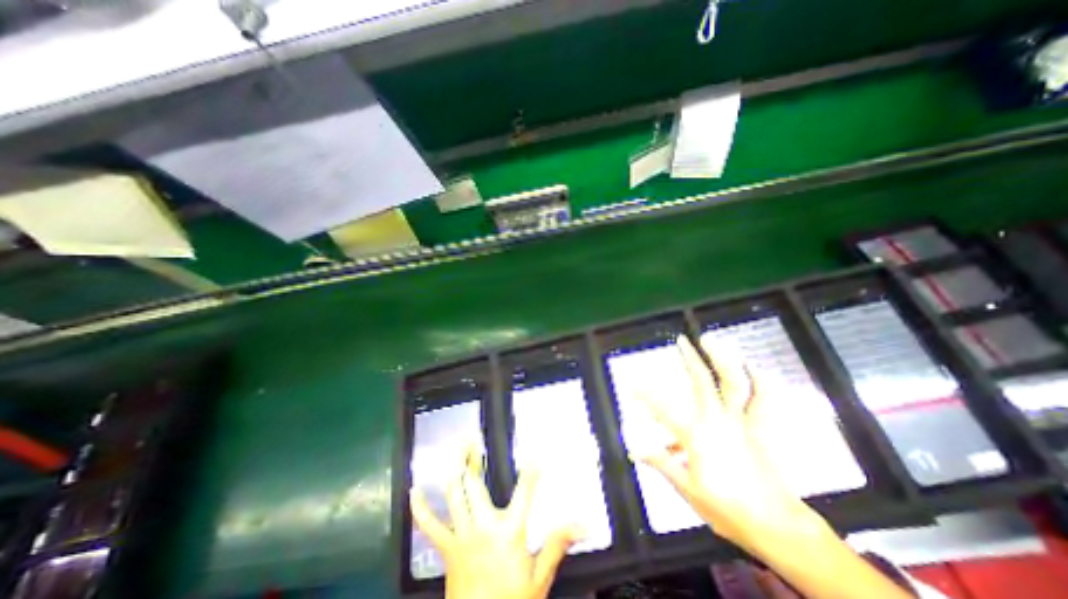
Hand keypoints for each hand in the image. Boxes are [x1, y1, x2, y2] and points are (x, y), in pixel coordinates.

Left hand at [410, 442, 582, 598]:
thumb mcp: (539, 576)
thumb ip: (557, 544)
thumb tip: (582, 524)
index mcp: (509, 531)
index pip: (524, 491)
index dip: (531, 471)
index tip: (535, 454)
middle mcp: (483, 526)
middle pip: (475, 484)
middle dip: (473, 457)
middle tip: (472, 437)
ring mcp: (462, 535)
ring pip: (454, 494)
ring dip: (454, 468)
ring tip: (455, 449)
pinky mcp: (447, 549)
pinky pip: (429, 526)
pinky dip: (420, 508)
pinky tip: (414, 492)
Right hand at [633, 336, 823, 556]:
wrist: (776, 527)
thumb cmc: (727, 508)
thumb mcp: (687, 489)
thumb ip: (661, 463)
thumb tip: (633, 449)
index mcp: (697, 435)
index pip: (663, 409)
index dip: (645, 396)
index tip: (631, 385)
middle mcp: (718, 420)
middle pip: (702, 382)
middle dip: (690, 359)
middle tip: (682, 341)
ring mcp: (741, 422)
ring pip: (734, 384)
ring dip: (724, 360)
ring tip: (714, 342)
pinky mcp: (758, 430)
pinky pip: (764, 402)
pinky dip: (762, 384)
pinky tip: (758, 368)